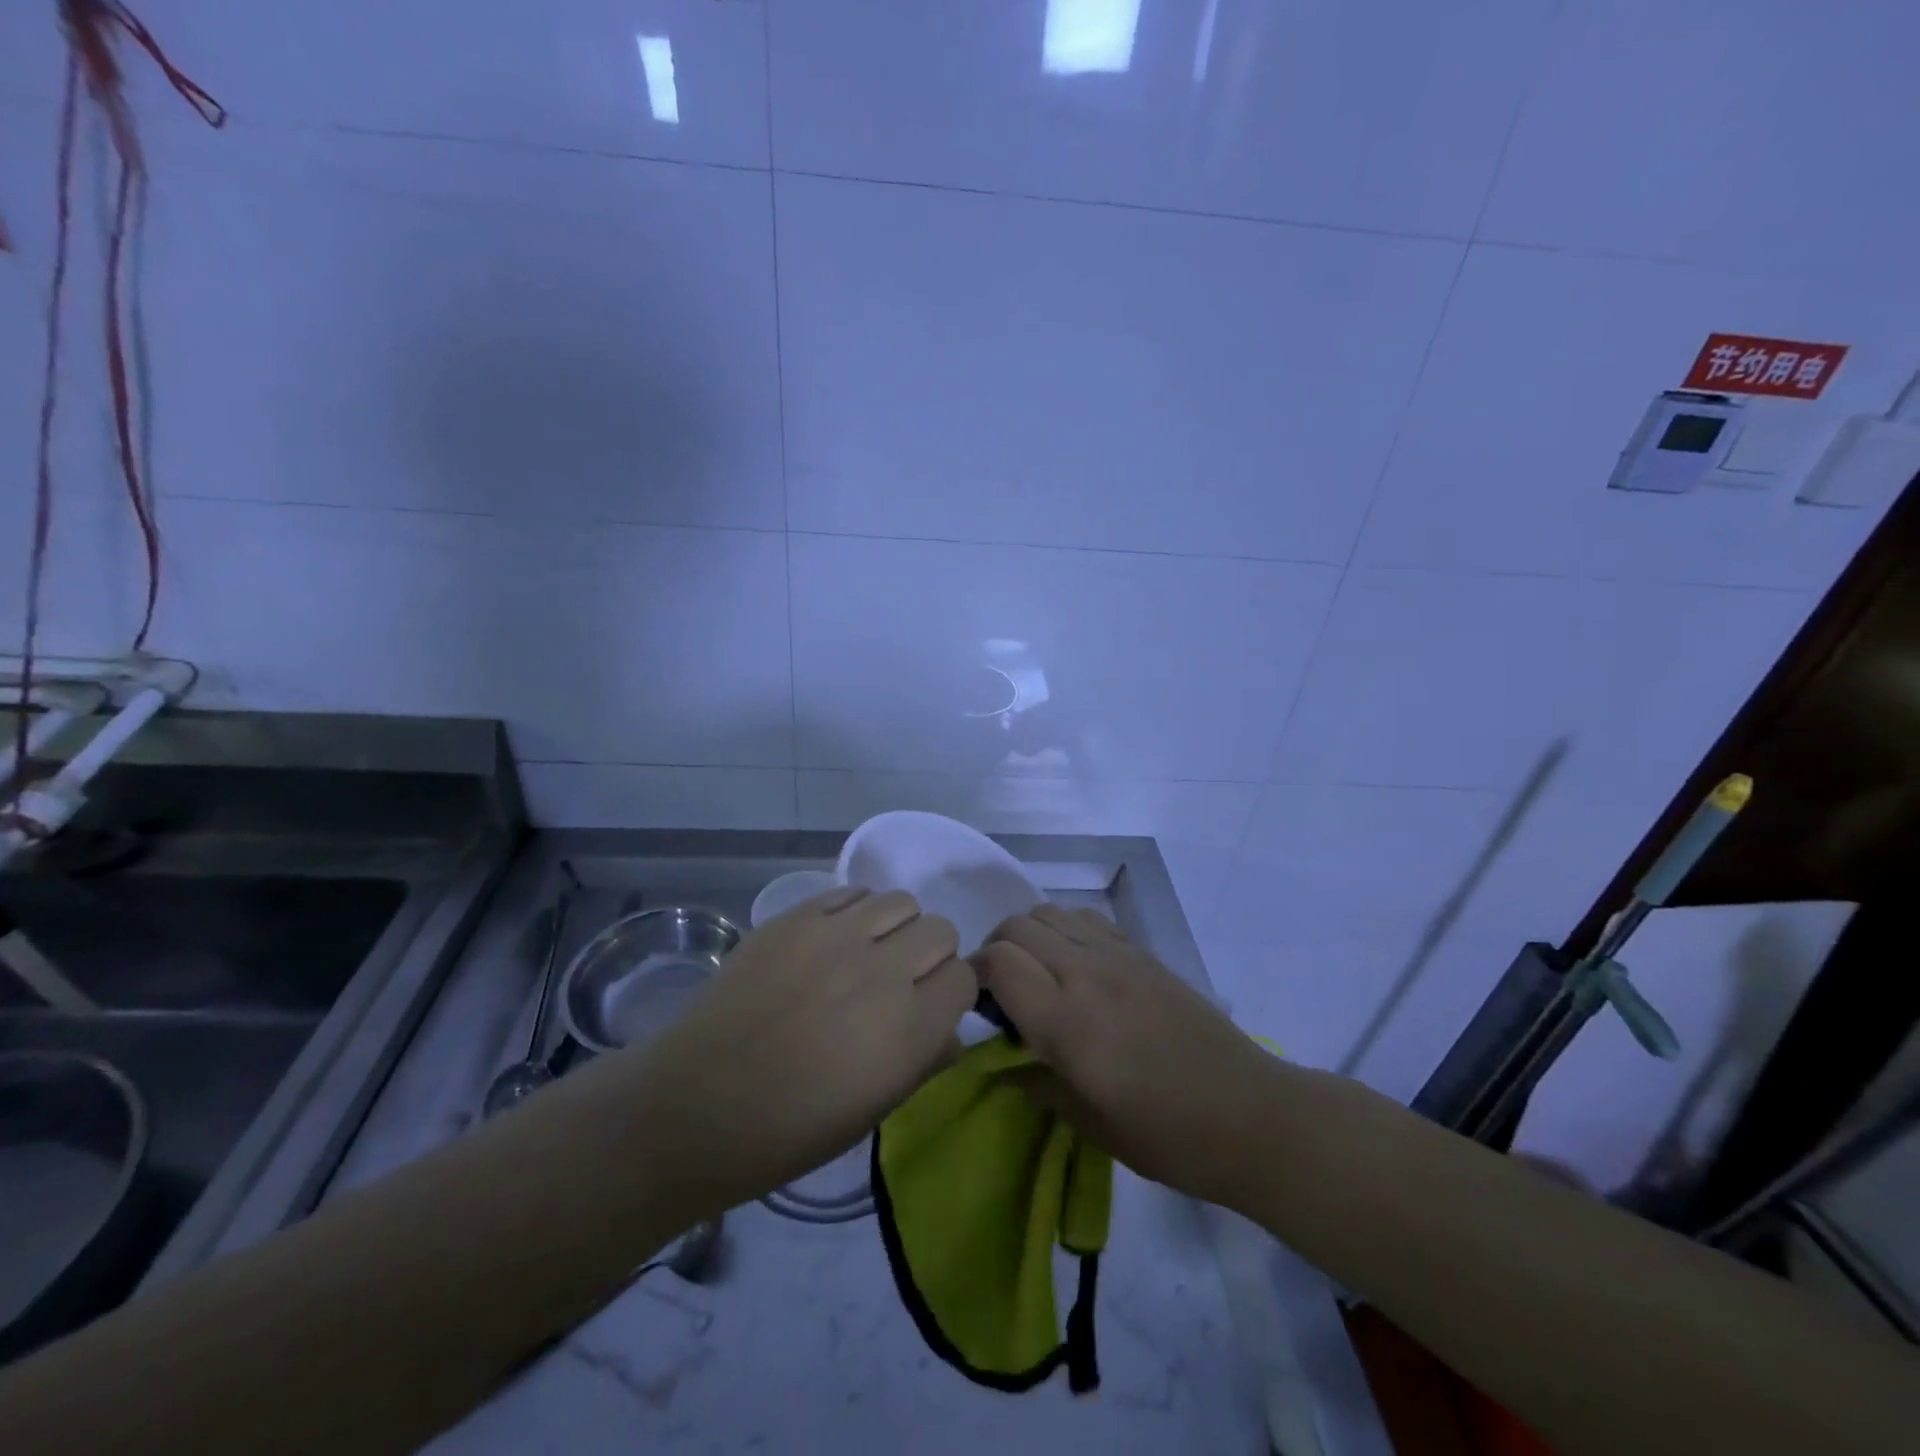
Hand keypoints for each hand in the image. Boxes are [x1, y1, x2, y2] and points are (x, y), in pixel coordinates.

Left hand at [619, 887, 974, 1214]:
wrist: (698, 1105)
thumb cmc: (791, 1129)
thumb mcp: (875, 1109)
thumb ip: (925, 1061)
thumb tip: (949, 1031)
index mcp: (910, 1029)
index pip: (964, 978)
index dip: (951, 994)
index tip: (930, 1008)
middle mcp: (884, 970)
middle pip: (941, 930)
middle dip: (930, 955)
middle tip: (899, 981)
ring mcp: (837, 935)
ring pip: (901, 901)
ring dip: (896, 928)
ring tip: (866, 954)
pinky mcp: (797, 917)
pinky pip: (852, 892)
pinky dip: (856, 912)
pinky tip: (833, 940)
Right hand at [978, 905, 1281, 1208]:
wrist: (1249, 1115)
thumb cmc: (1165, 1135)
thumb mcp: (1088, 1123)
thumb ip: (1033, 1081)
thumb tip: (996, 1060)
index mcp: (1068, 1021)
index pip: (999, 961)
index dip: (974, 974)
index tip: (974, 1002)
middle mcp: (1087, 973)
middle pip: (1018, 925)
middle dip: (995, 949)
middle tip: (1000, 990)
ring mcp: (1118, 956)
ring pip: (1050, 912)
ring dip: (1029, 934)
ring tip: (1035, 972)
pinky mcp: (1142, 952)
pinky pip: (1087, 920)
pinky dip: (1065, 930)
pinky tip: (1075, 966)